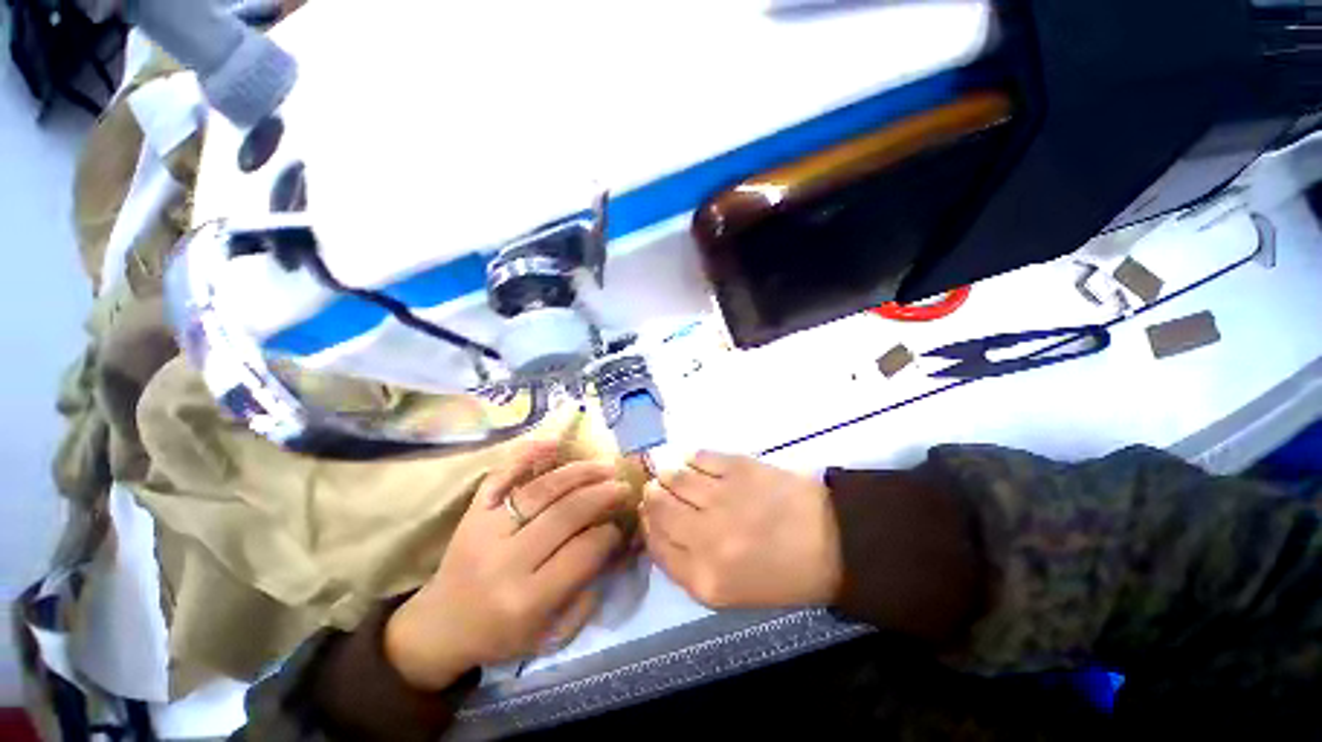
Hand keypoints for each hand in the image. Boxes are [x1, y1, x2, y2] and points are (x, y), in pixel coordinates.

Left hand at [385, 443, 631, 689]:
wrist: (441, 627)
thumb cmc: (502, 635)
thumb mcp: (551, 635)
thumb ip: (588, 595)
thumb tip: (616, 546)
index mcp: (527, 599)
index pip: (583, 553)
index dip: (610, 534)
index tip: (622, 524)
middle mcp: (506, 560)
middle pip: (566, 514)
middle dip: (603, 495)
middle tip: (624, 486)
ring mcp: (486, 529)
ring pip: (542, 489)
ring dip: (580, 473)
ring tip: (606, 466)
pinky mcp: (473, 511)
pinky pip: (502, 474)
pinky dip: (528, 454)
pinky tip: (556, 442)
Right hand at [642, 452, 841, 608]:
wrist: (834, 542)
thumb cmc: (783, 574)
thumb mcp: (730, 591)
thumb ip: (688, 565)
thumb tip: (660, 527)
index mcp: (704, 579)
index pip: (654, 544)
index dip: (647, 524)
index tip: (649, 513)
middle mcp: (706, 538)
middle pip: (657, 507)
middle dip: (653, 496)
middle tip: (658, 489)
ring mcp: (722, 498)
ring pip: (674, 477)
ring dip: (669, 474)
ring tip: (675, 475)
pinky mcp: (738, 467)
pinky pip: (699, 456)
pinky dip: (693, 459)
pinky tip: (698, 464)